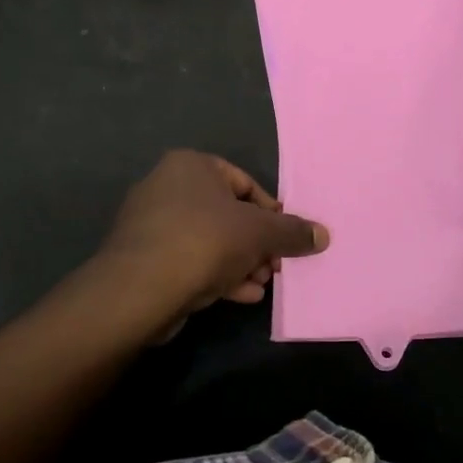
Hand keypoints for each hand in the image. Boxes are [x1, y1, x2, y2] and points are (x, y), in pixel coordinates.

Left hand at [98, 151, 328, 322]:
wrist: (140, 289)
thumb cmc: (205, 241)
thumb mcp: (260, 234)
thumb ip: (293, 232)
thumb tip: (323, 235)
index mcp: (191, 165)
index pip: (245, 183)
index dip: (272, 212)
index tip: (287, 239)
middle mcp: (167, 186)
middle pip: (228, 214)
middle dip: (257, 244)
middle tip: (275, 267)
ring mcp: (151, 223)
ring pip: (210, 240)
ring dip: (241, 263)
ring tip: (261, 284)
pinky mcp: (144, 258)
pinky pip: (190, 260)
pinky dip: (216, 275)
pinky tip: (240, 296)